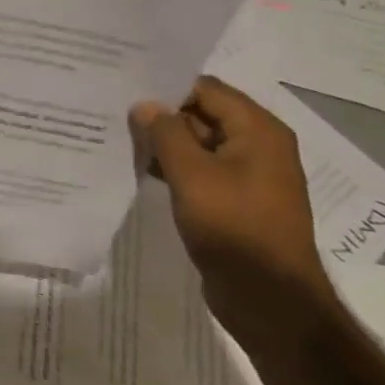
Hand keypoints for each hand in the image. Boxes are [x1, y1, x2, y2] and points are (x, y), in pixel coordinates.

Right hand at [131, 75, 335, 340]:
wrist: (268, 297)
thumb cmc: (233, 227)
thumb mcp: (192, 175)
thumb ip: (167, 134)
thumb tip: (146, 105)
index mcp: (258, 130)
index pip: (207, 89)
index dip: (167, 86)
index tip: (126, 87)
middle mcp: (258, 146)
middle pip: (204, 114)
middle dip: (163, 115)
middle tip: (116, 113)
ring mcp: (248, 176)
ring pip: (200, 144)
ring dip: (166, 143)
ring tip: (121, 139)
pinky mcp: (236, 201)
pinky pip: (202, 171)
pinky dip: (175, 168)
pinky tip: (142, 171)